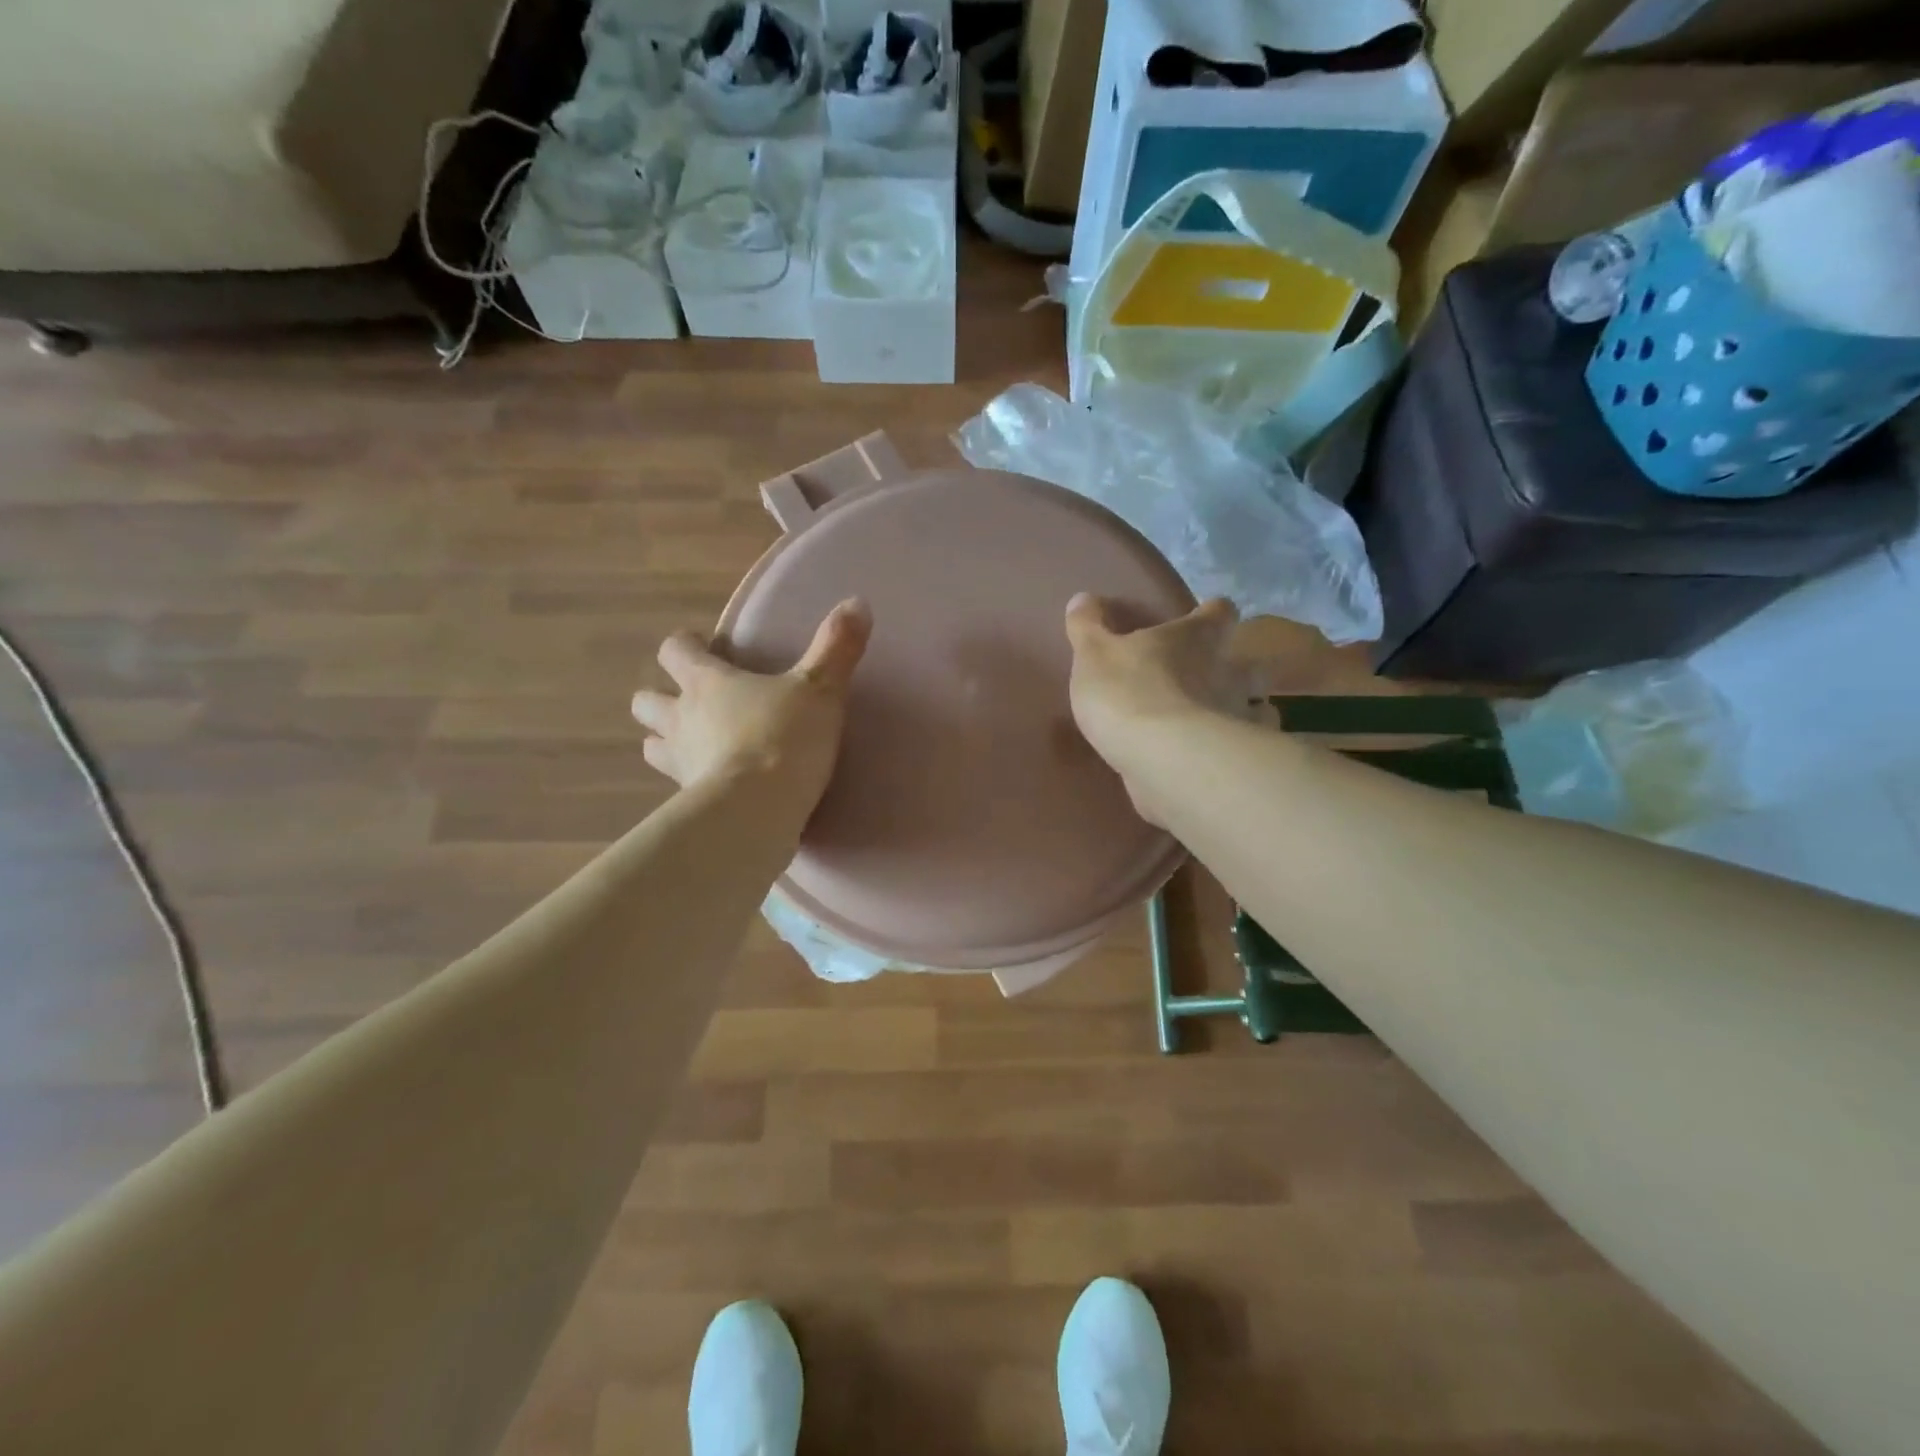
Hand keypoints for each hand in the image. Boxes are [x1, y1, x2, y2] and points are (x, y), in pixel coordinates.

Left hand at [632, 599, 871, 815]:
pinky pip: (678, 787)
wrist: (760, 808)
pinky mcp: (688, 802)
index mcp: (706, 682)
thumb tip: (857, 603)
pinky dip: (689, 783)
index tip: (704, 648)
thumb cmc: (784, 737)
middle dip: (661, 698)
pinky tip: (713, 788)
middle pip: (646, 701)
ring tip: (694, 747)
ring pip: (652, 746)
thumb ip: (836, 648)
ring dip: (666, 742)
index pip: (675, 651)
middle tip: (692, 702)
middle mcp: (682, 718)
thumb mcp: (820, 689)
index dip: (685, 646)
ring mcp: (680, 762)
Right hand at [1064, 594, 1240, 819]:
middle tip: (1218, 678)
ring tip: (1225, 723)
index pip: (1220, 612)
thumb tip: (1082, 598)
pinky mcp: (1237, 760)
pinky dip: (1239, 752)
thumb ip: (1088, 627)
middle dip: (1242, 668)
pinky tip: (1221, 761)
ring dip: (1248, 712)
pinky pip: (1246, 751)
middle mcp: (1229, 672)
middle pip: (1253, 664)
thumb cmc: (1128, 693)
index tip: (1204, 617)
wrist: (1162, 758)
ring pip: (1262, 709)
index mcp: (1197, 638)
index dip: (1213, 613)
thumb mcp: (1093, 654)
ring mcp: (1239, 717)